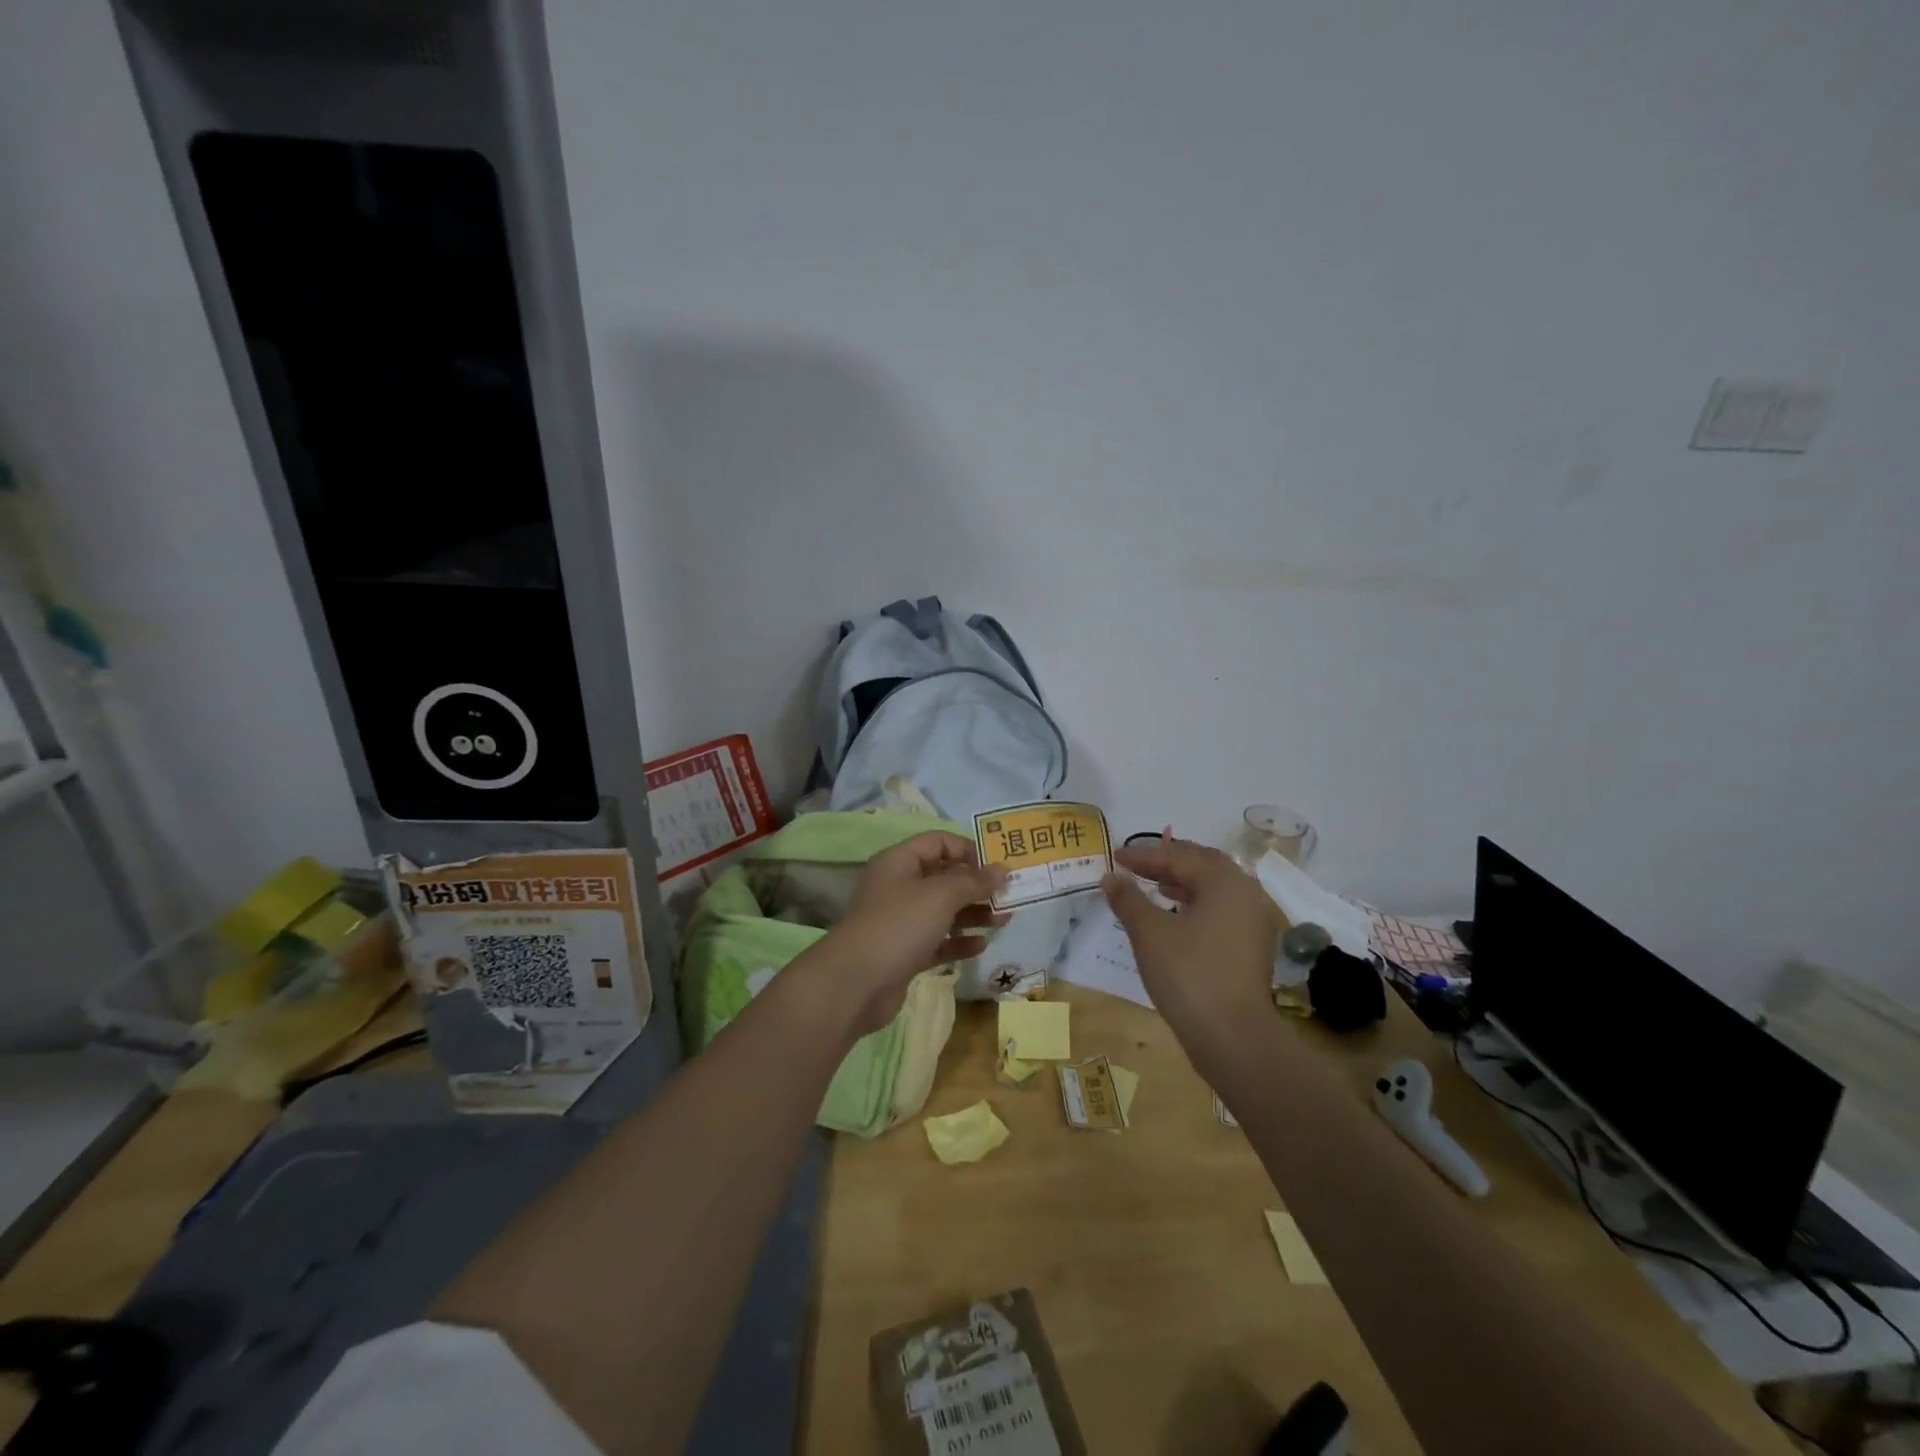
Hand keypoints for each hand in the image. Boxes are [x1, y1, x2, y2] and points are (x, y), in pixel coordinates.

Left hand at [816, 832, 1006, 1032]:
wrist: (856, 983)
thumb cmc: (898, 926)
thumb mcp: (940, 895)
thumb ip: (974, 881)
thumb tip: (1002, 869)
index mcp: (899, 862)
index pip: (938, 842)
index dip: (968, 850)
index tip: (997, 867)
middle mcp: (898, 887)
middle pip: (943, 877)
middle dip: (977, 886)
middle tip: (1009, 896)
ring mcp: (900, 921)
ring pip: (943, 911)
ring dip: (973, 914)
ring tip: (1004, 920)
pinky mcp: (904, 953)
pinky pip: (938, 940)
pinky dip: (959, 941)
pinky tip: (981, 946)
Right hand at [1102, 835, 1278, 1048]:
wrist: (1233, 1037)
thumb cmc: (1188, 974)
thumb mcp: (1149, 933)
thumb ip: (1128, 899)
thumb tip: (1110, 877)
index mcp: (1224, 881)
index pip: (1178, 857)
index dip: (1143, 856)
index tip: (1114, 858)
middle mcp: (1246, 893)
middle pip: (1203, 864)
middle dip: (1168, 862)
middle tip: (1137, 866)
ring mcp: (1254, 921)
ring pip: (1215, 888)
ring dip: (1183, 882)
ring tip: (1154, 887)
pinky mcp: (1253, 946)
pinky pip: (1222, 910)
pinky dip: (1196, 904)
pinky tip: (1176, 917)